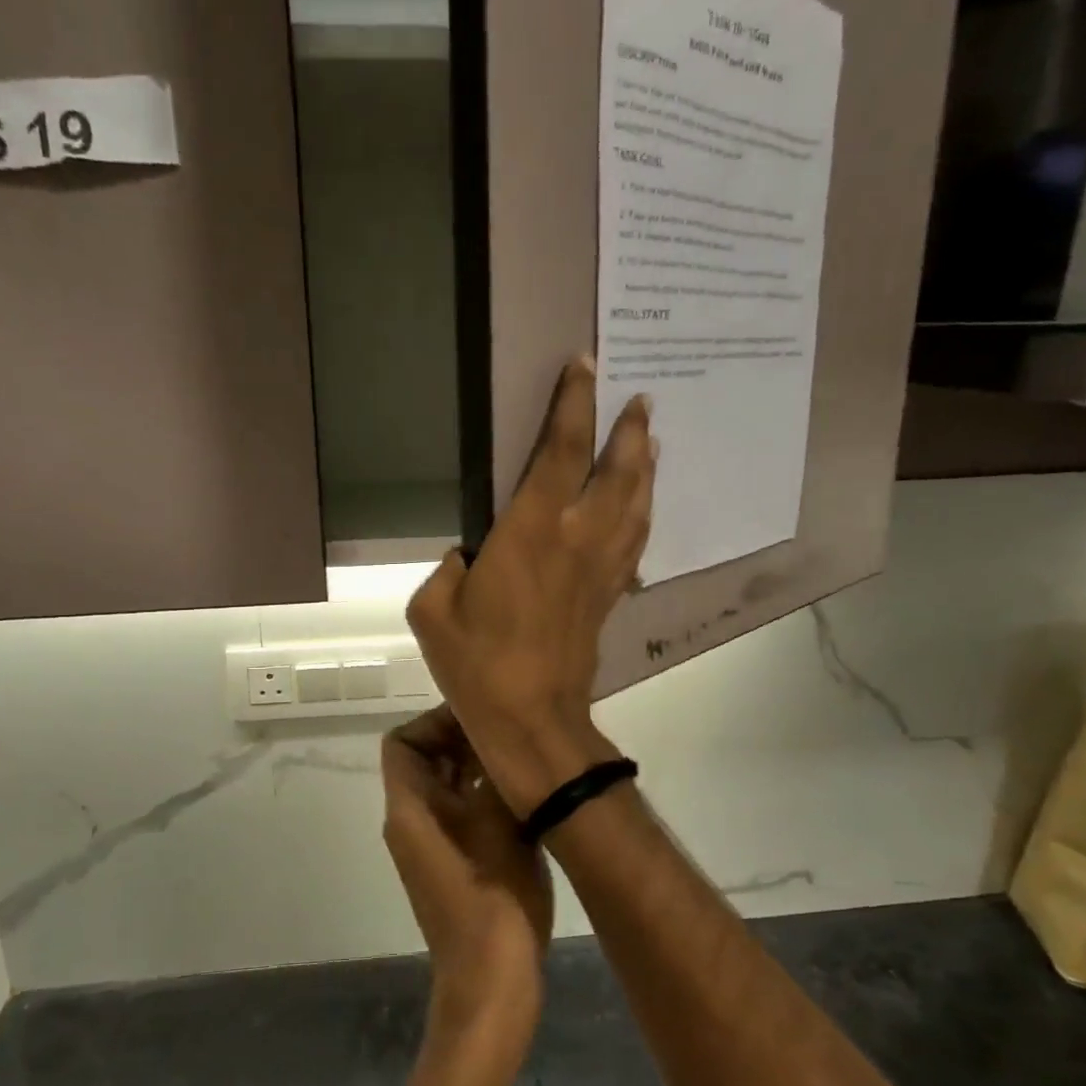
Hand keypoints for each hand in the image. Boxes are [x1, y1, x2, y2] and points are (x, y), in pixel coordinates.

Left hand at [382, 708, 552, 1048]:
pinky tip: (524, 790)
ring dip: (476, 765)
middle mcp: (413, 822)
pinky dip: (484, 792)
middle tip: (510, 730)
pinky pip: (462, 810)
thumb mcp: (499, 829)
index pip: (402, 742)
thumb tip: (505, 741)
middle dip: (461, 738)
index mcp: (410, 811)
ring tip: (521, 753)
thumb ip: (496, 778)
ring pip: (446, 785)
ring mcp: (434, 845)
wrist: (491, 986)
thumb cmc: (493, 905)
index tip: (480, 717)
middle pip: (425, 760)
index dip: (435, 721)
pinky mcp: (456, 862)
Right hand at [407, 358, 654, 813]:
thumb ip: (449, 570)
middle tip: (639, 399)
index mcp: (530, 531)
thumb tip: (469, 558)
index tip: (585, 366)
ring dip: (646, 467)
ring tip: (652, 440)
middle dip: (628, 430)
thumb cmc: (476, 663)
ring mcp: (600, 568)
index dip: (574, 405)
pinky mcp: (609, 595)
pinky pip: (635, 542)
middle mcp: (576, 539)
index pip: (560, 452)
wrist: (532, 719)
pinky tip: (643, 505)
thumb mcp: (433, 609)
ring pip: (635, 504)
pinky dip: (643, 514)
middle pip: (616, 471)